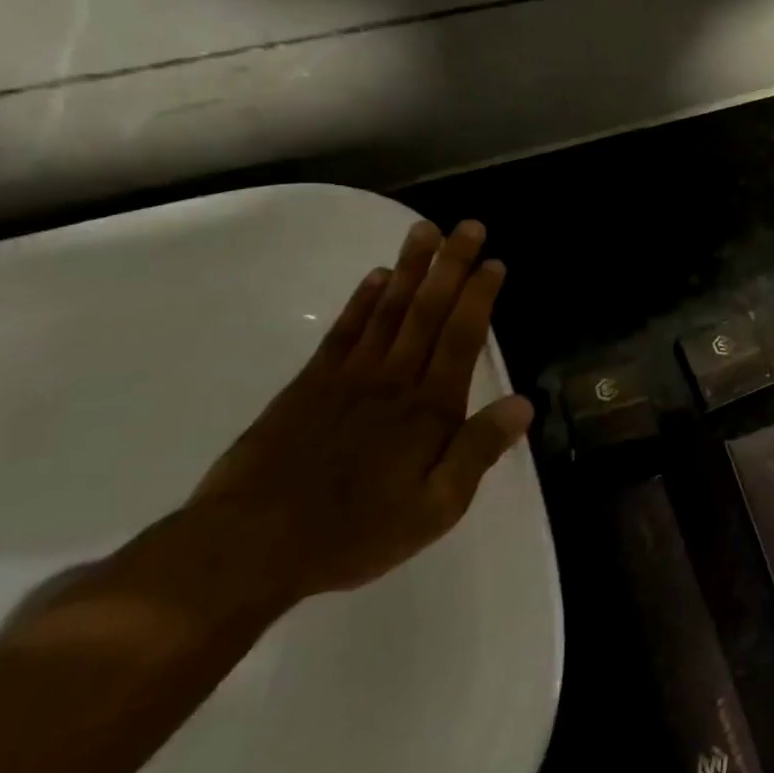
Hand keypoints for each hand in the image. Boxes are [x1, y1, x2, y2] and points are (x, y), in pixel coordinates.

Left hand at [189, 218, 532, 602]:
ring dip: (410, 269)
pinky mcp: (309, 385)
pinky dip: (362, 301)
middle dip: (450, 265)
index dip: (479, 297)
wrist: (250, 546)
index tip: (493, 261)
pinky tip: (376, 277)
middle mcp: (394, 380)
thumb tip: (523, 404)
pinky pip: (344, 332)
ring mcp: (349, 377)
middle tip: (467, 226)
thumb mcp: (435, 509)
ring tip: (425, 231)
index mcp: (429, 409)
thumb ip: (478, 452)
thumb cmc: (354, 532)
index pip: (462, 338)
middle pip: (428, 311)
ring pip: (388, 310)